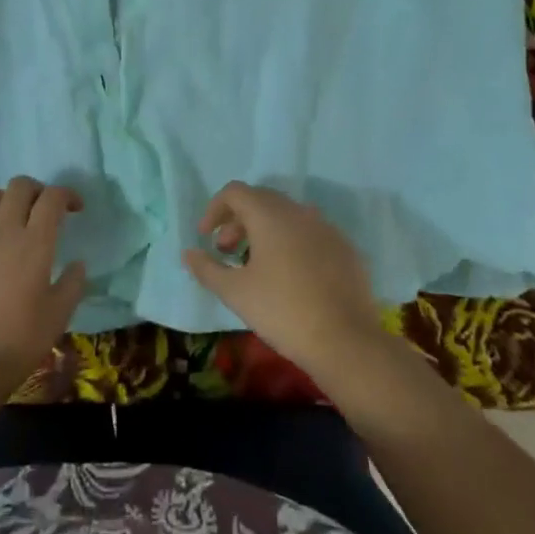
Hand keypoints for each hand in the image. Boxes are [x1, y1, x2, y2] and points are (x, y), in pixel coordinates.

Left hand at [0, 176, 87, 392]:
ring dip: (6, 200)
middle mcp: (3, 231)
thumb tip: (77, 264)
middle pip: (19, 186)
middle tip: (43, 211)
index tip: (74, 209)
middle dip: (36, 191)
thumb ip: (72, 284)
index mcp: (35, 243)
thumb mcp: (58, 317)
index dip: (66, 195)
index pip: (52, 198)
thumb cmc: (18, 342)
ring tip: (11, 220)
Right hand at [184, 182, 384, 383]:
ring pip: (287, 216)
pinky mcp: (345, 249)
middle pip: (261, 201)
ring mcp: (326, 229)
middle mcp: (299, 212)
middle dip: (237, 221)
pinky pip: (310, 234)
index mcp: (270, 215)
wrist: (346, 341)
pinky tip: (289, 276)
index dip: (214, 209)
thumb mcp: (235, 292)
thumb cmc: (282, 311)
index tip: (205, 237)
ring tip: (255, 264)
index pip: (235, 192)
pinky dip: (291, 243)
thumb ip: (207, 268)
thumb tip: (188, 253)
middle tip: (226, 250)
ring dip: (264, 231)